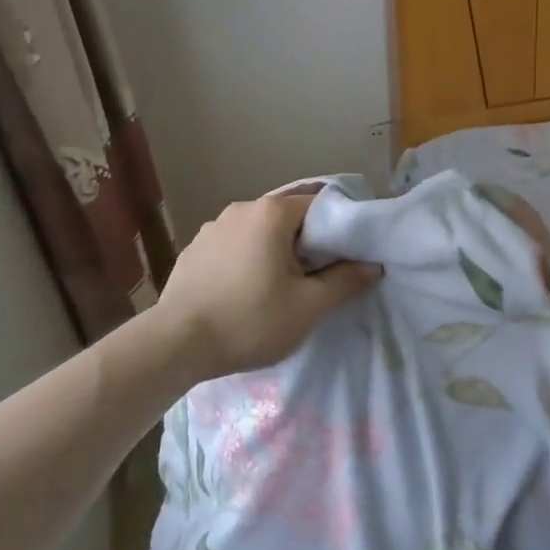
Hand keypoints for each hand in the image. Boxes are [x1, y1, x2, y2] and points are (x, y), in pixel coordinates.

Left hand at [154, 192, 379, 380]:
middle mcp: (240, 209)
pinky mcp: (192, 251)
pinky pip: (231, 248)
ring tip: (277, 289)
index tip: (345, 259)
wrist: (176, 344)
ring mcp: (211, 228)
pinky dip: (245, 262)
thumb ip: (345, 281)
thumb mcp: (308, 307)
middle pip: (287, 219)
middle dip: (306, 244)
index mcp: (271, 213)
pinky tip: (242, 293)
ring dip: (273, 253)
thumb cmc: (250, 320)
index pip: (319, 205)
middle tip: (316, 279)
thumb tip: (372, 265)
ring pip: (257, 234)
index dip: (338, 230)